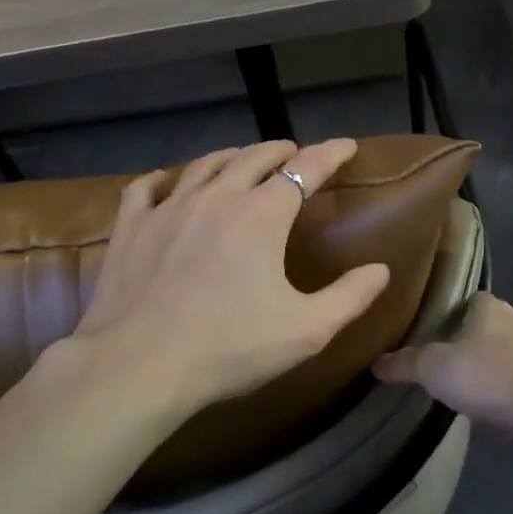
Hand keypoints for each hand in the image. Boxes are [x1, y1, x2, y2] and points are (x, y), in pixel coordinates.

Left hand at [67, 138, 391, 418]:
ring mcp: (168, 208)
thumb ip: (350, 297)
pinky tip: (166, 184)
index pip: (306, 168)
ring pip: (205, 165)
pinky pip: (146, 189)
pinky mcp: (131, 228)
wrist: (138, 367)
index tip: (347, 146)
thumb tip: (380, 270)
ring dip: (231, 157)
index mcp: (262, 215)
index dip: (331, 153)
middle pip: (254, 157)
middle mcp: (217, 198)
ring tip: (242, 159)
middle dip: (280, 151)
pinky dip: (163, 180)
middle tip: (294, 154)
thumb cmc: (229, 348)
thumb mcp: (307, 331)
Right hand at [372, 293, 512, 449]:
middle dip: (464, 346)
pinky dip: (504, 396)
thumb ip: (405, 364)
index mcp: (487, 306)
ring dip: (486, 373)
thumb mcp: (435, 368)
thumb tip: (375, 362)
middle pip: (482, 330)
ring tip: (462, 393)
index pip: (462, 301)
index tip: (425, 333)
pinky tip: (493, 414)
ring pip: (502, 358)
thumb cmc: (490, 374)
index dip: (444, 314)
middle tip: (438, 366)